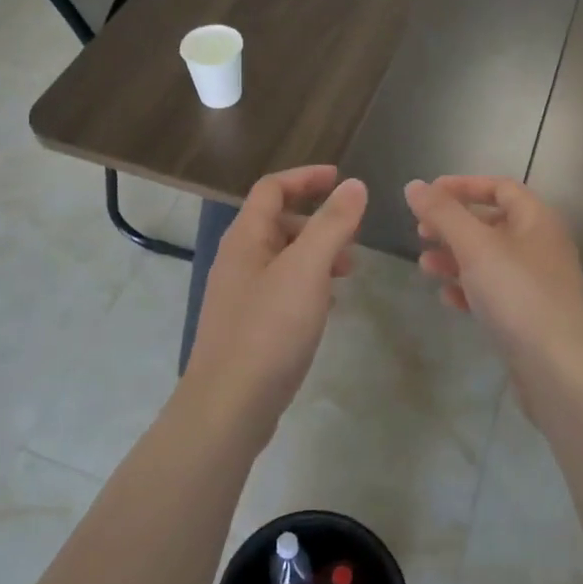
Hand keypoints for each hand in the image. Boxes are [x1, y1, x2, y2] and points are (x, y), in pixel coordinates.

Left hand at [182, 166, 366, 437]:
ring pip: (282, 257)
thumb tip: (354, 185)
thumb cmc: (269, 329)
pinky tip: (327, 304)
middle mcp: (237, 259)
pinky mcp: (247, 326)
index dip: (306, 178)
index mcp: (245, 237)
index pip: (272, 188)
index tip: (342, 180)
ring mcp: (240, 295)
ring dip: (316, 254)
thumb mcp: (307, 270)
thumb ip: (332, 224)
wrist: (228, 406)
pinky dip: (307, 284)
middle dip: (318, 221)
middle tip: (353, 236)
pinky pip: (281, 288)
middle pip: (277, 221)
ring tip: (349, 271)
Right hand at [405, 176, 582, 410]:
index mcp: (537, 220)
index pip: (499, 188)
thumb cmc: (518, 295)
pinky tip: (447, 299)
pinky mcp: (530, 315)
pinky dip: (469, 289)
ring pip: (490, 260)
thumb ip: (443, 213)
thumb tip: (414, 185)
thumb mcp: (475, 247)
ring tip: (425, 267)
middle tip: (420, 233)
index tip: (428, 195)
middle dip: (453, 226)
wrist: (560, 370)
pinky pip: (495, 291)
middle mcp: (542, 246)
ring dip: (455, 259)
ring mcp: (538, 283)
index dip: (462, 186)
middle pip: (492, 223)